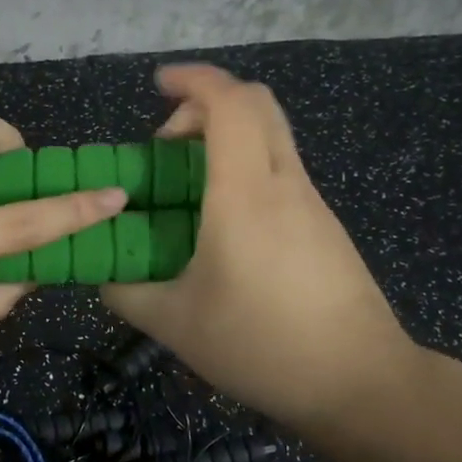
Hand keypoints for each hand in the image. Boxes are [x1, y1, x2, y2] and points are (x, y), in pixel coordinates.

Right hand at [101, 65, 424, 435]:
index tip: (158, 84)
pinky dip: (246, 172)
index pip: (229, 102)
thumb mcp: (174, 324)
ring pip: (272, 138)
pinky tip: (223, 229)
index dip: (193, 79)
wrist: (359, 382)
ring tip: (186, 192)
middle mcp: (284, 184)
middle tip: (167, 143)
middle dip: (207, 104)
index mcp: (244, 193)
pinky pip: (281, 174)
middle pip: (257, 105)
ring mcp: (312, 204)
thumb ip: (126, 292)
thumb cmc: (261, 345)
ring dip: (226, 142)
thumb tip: (102, 275)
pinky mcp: (325, 227)